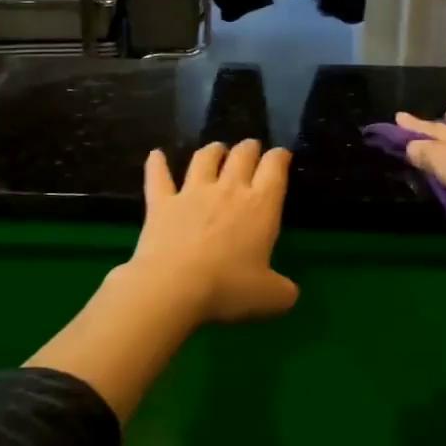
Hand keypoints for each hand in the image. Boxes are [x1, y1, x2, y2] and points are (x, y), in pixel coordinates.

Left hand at [127, 140, 298, 323]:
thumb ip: (283, 291)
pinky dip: (156, 163)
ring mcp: (192, 192)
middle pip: (242, 155)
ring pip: (204, 159)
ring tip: (216, 149)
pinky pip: (158, 176)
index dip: (280, 157)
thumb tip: (290, 293)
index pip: (275, 168)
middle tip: (251, 148)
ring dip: (213, 150)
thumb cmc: (228, 288)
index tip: (282, 155)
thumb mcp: (270, 297)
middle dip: (249, 148)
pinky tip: (155, 155)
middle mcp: (228, 189)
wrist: (173, 287)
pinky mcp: (161, 202)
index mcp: (261, 206)